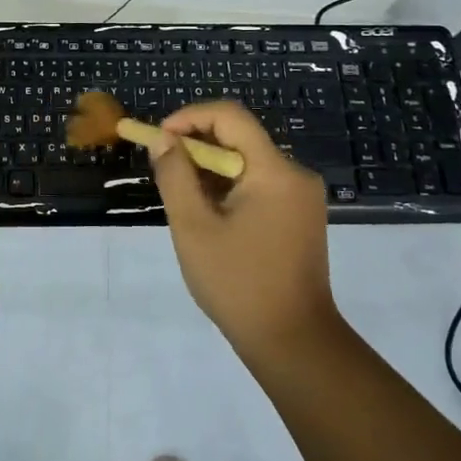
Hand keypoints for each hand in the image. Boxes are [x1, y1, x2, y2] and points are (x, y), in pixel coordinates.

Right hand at [149, 100, 338, 361]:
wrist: (293, 343)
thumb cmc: (238, 284)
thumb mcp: (194, 227)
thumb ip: (175, 175)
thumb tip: (162, 138)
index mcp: (275, 171)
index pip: (230, 116)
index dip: (189, 117)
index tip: (159, 139)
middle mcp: (295, 174)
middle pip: (239, 138)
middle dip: (196, 146)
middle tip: (163, 170)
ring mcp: (301, 197)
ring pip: (247, 163)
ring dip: (210, 170)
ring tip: (182, 200)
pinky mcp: (300, 216)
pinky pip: (259, 184)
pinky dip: (229, 189)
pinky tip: (209, 217)